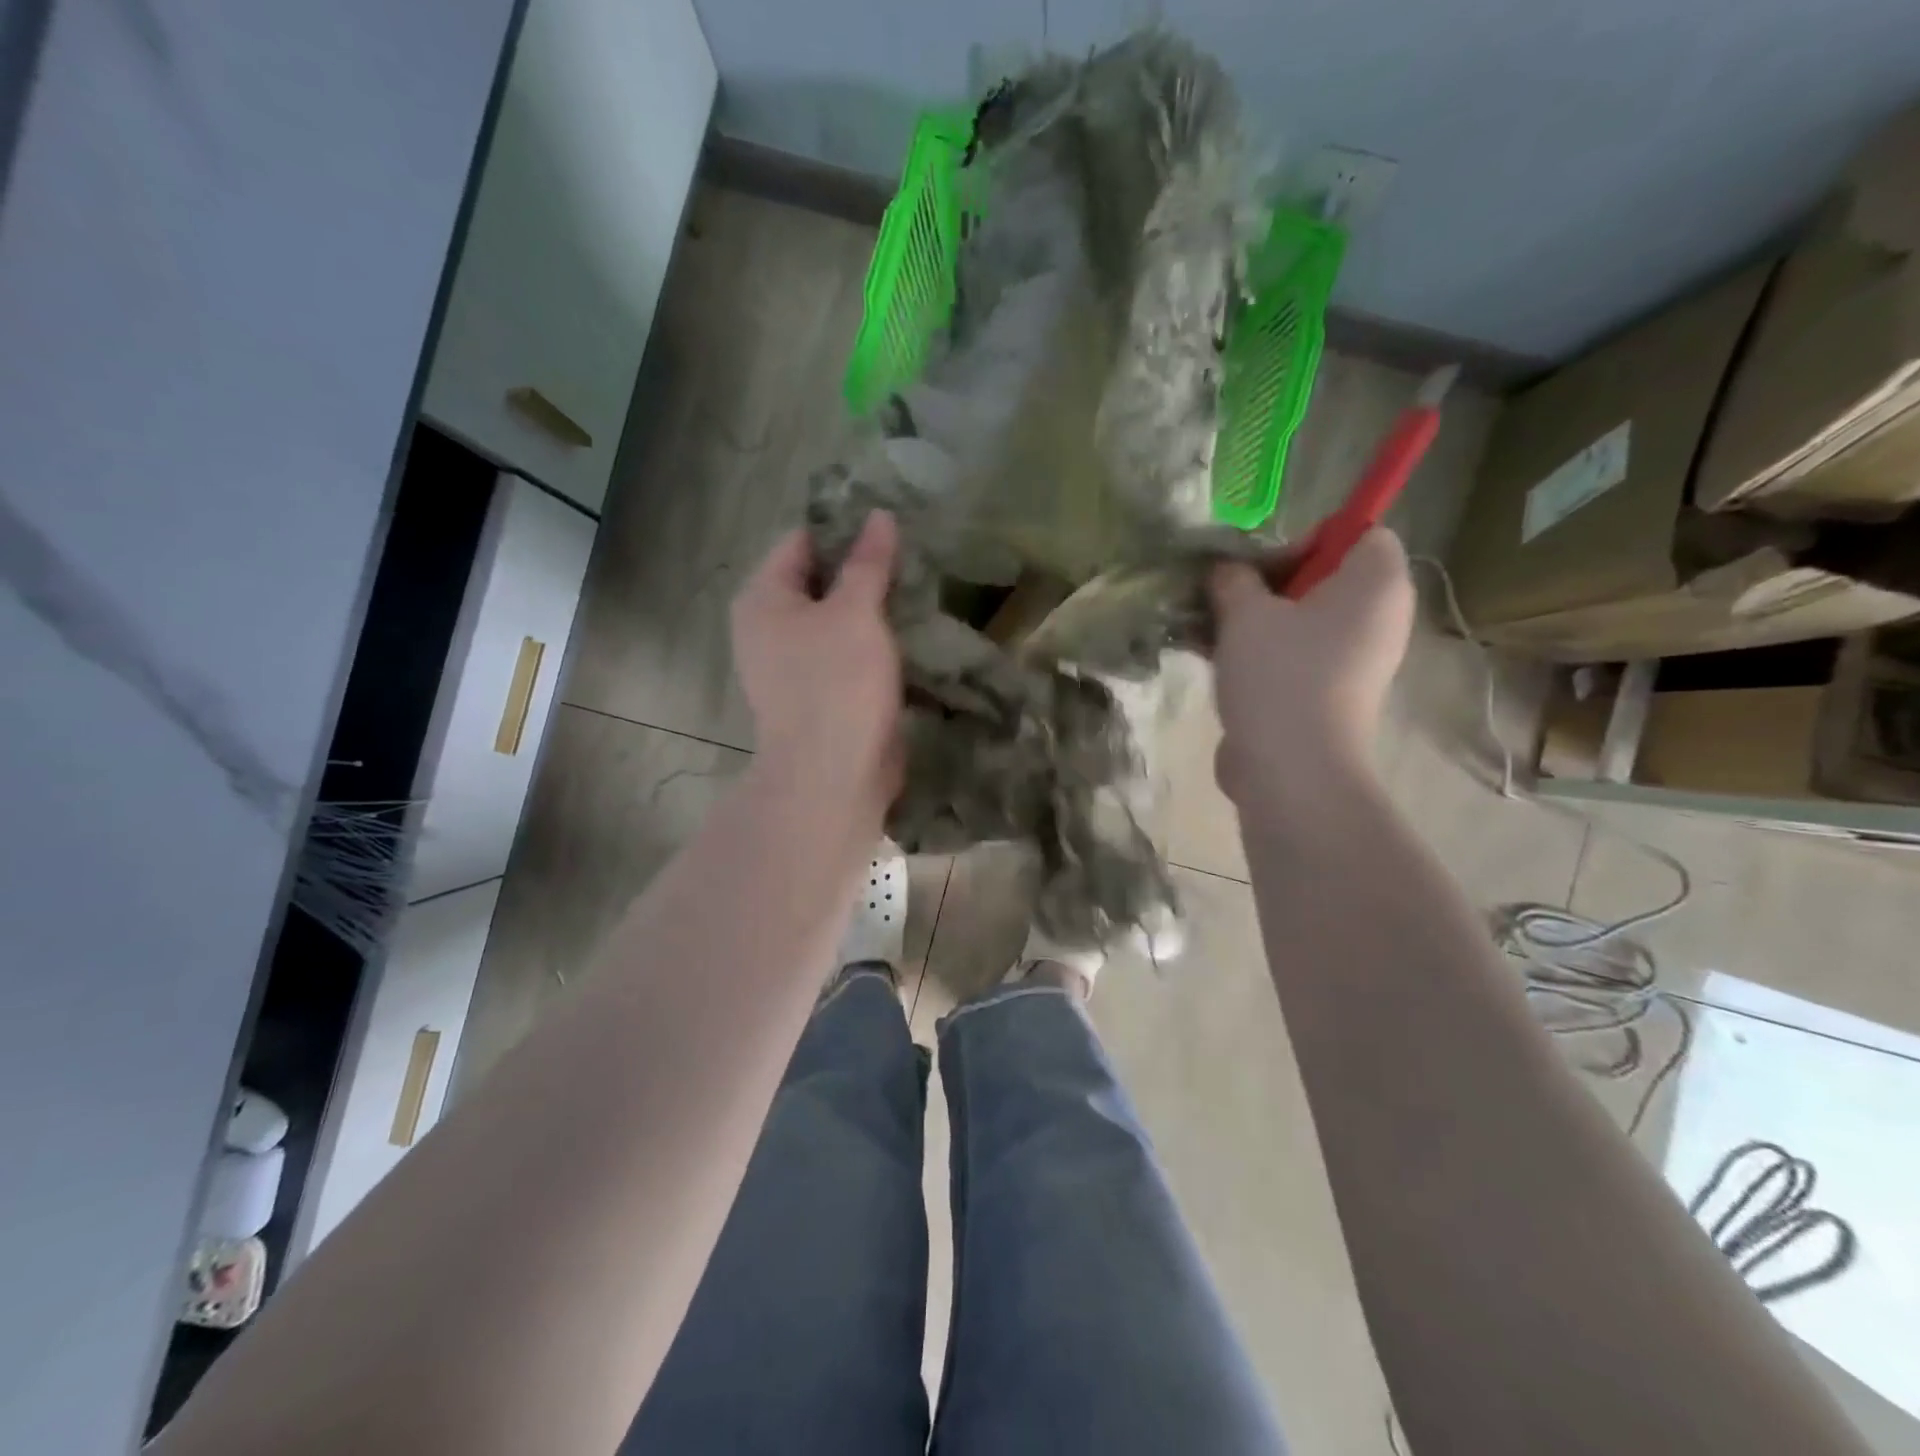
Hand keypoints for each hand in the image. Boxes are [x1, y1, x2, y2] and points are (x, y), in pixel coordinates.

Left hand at [730, 511, 903, 827]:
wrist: (833, 776)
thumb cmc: (837, 683)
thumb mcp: (855, 613)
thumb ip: (867, 563)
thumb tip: (879, 516)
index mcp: (763, 598)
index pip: (802, 542)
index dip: (844, 528)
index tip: (890, 523)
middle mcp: (768, 628)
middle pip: (819, 581)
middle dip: (862, 570)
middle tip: (911, 555)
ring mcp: (792, 665)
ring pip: (836, 620)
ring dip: (872, 608)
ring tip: (917, 589)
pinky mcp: (818, 694)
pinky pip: (845, 654)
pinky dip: (871, 642)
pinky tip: (908, 633)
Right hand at [1207, 527, 1413, 812]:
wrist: (1292, 767)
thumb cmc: (1280, 673)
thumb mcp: (1245, 612)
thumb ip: (1234, 578)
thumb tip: (1227, 571)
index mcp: (1376, 584)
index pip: (1358, 533)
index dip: (1307, 540)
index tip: (1262, 566)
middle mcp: (1377, 618)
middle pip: (1324, 579)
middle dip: (1266, 584)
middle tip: (1223, 597)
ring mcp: (1355, 661)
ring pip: (1301, 621)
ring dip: (1252, 620)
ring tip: (1202, 628)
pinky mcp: (1329, 694)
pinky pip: (1294, 656)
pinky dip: (1258, 652)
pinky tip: (1208, 658)